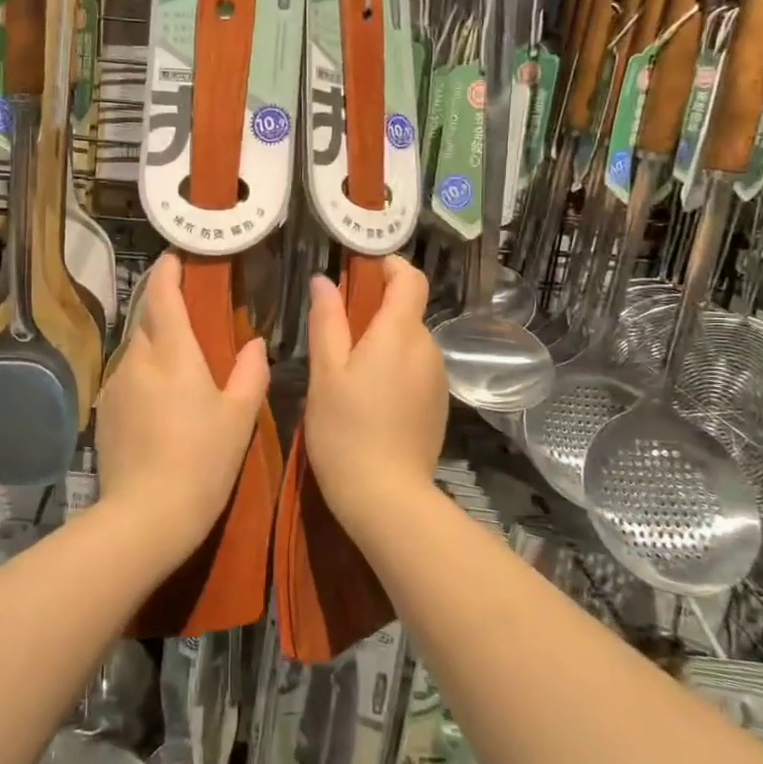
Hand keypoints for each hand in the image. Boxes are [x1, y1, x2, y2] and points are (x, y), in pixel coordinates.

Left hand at [92, 253, 268, 568]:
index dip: (167, 272)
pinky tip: (161, 406)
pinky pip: (127, 380)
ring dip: (155, 348)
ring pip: (136, 352)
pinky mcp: (105, 413)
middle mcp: (137, 361)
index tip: (174, 257)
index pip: (162, 296)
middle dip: (163, 310)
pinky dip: (144, 378)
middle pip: (146, 321)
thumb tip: (254, 343)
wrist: (145, 516)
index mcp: (172, 354)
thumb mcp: (239, 417)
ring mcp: (116, 387)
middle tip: (190, 318)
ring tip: (180, 369)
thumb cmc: (202, 461)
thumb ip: (250, 373)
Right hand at [304, 257, 447, 529]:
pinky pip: (416, 370)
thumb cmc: (345, 429)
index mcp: (400, 333)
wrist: (386, 497)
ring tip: (348, 370)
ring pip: (410, 343)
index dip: (390, 266)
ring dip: (384, 342)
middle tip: (337, 330)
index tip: (362, 269)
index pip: (411, 279)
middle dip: (377, 310)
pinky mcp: (438, 406)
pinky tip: (369, 399)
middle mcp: (427, 349)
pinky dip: (395, 368)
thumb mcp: (326, 372)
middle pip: (408, 312)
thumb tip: (324, 280)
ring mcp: (437, 379)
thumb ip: (327, 321)